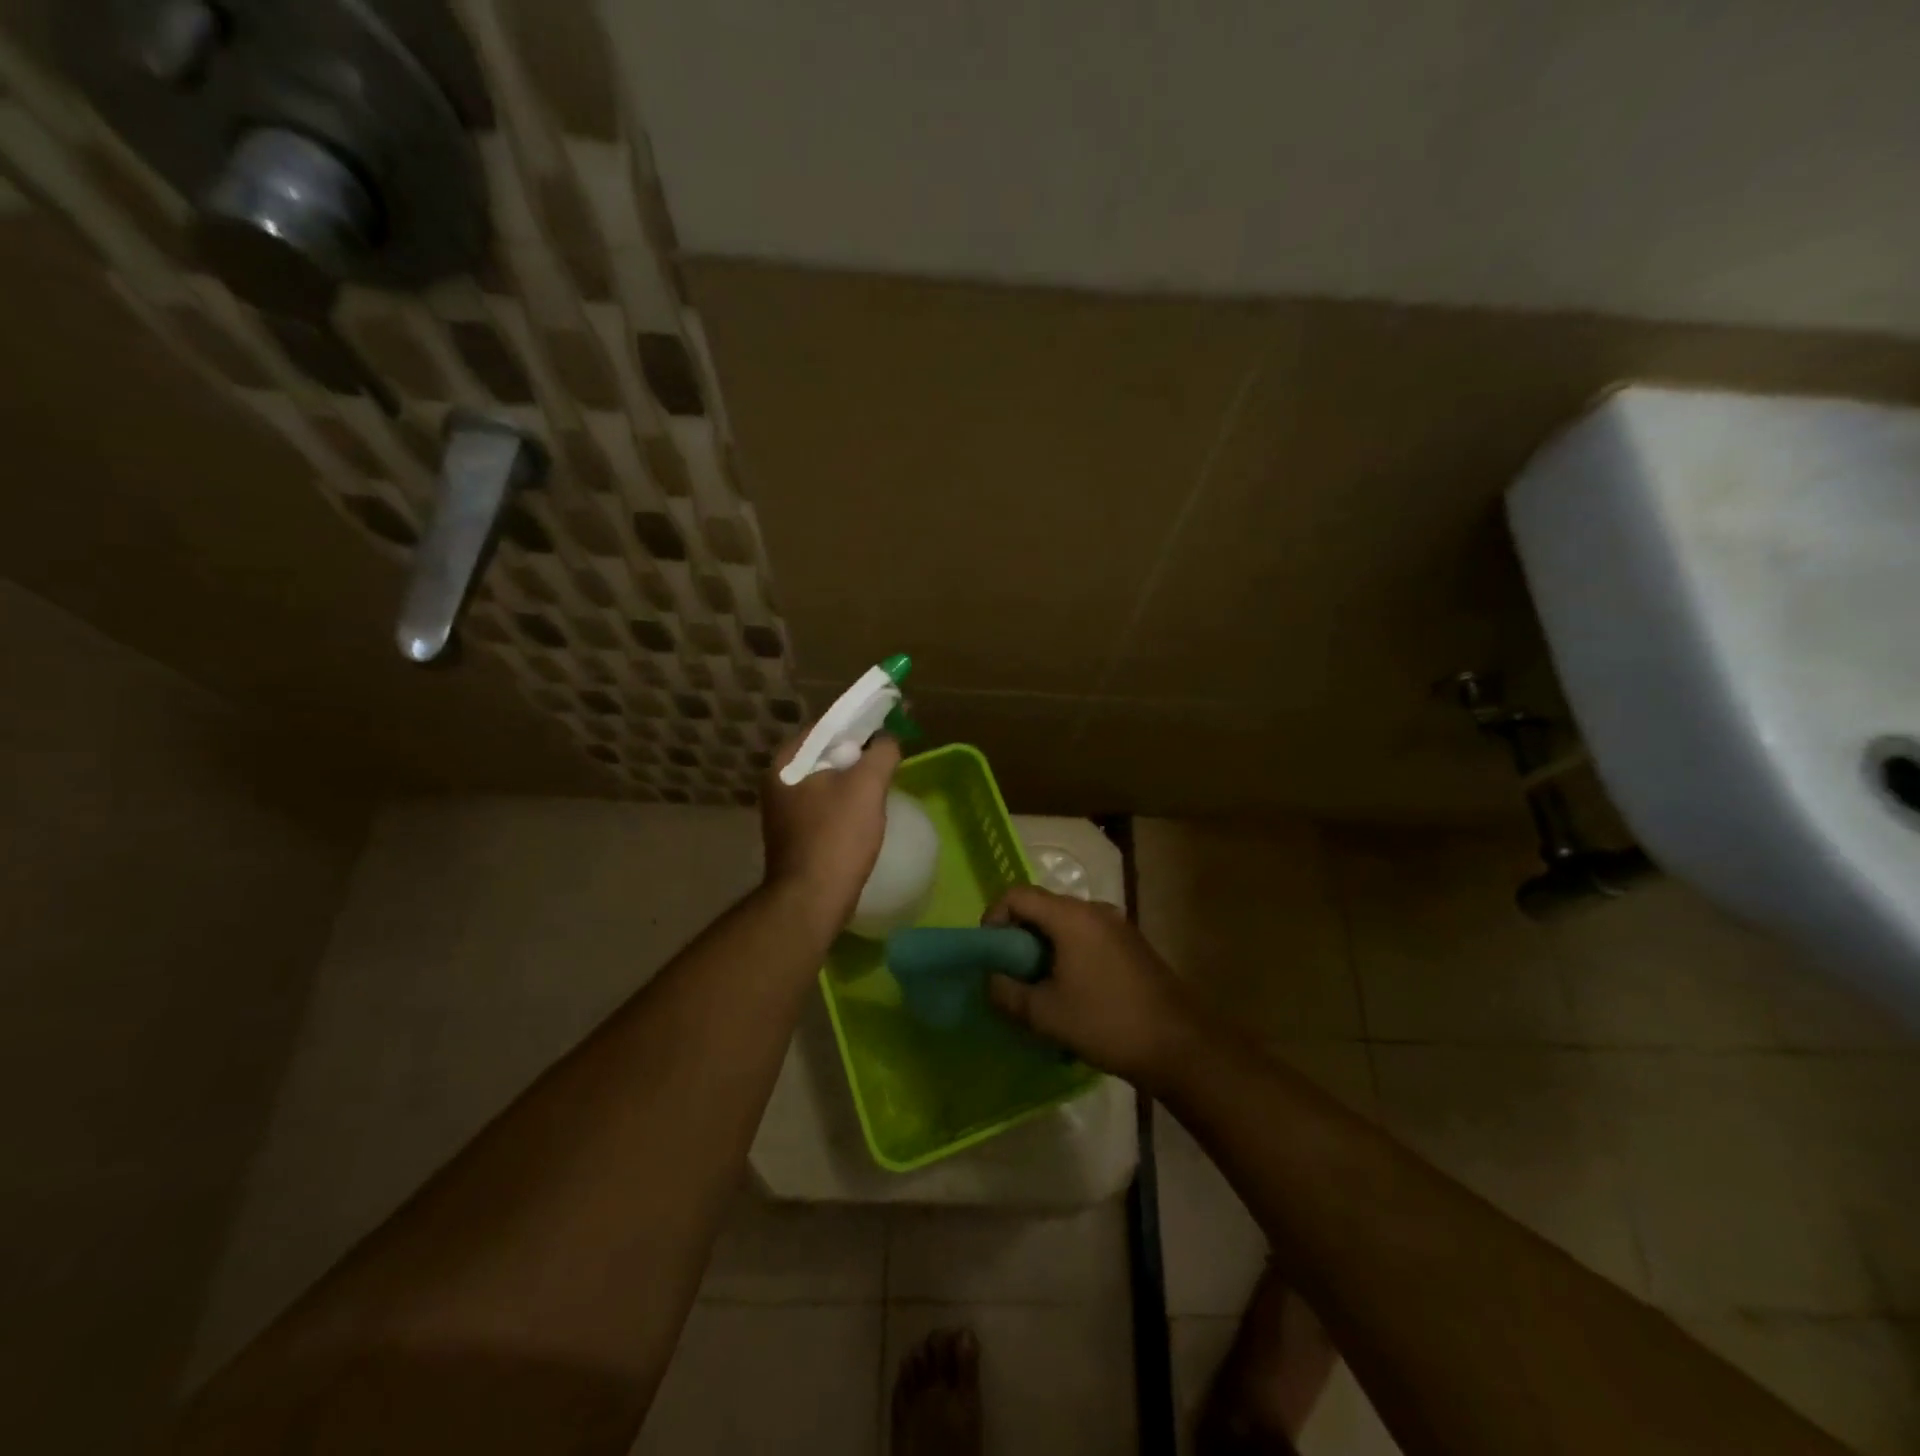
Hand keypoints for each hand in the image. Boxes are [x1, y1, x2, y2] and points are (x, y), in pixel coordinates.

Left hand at [760, 729, 901, 928]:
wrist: (811, 900)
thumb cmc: (837, 836)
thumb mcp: (867, 785)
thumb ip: (882, 752)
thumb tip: (887, 739)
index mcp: (787, 761)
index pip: (827, 726)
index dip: (860, 722)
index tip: (889, 728)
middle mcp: (778, 781)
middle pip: (827, 753)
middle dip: (859, 754)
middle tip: (889, 759)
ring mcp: (784, 810)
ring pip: (828, 781)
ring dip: (854, 781)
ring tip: (882, 786)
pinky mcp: (795, 834)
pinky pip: (826, 806)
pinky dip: (846, 804)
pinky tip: (866, 815)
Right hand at [982, 885, 1208, 1088]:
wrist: (1179, 1045)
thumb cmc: (1106, 1022)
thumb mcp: (1045, 1014)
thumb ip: (1007, 993)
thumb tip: (992, 980)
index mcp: (1071, 917)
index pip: (1017, 895)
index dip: (994, 917)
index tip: (990, 952)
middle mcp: (1094, 910)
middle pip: (1042, 906)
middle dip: (1018, 935)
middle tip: (1010, 972)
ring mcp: (1117, 925)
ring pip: (1065, 923)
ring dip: (1044, 946)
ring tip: (1039, 986)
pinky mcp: (1132, 944)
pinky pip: (1088, 936)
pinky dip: (1069, 952)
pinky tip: (1072, 991)